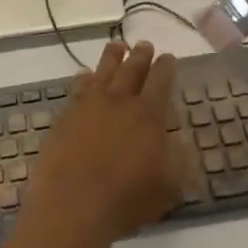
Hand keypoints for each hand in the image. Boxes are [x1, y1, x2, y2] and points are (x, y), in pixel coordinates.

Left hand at [20, 40, 182, 247]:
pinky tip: (84, 75)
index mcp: (148, 115)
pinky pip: (78, 88)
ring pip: (103, 72)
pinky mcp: (65, 116)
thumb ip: (178, 161)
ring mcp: (88, 106)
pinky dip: (83, 78)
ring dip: (112, 57)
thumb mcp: (168, 187)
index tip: (168, 57)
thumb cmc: (126, 199)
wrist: (73, 203)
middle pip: (131, 70)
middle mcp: (119, 102)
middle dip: (140, 56)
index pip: (161, 82)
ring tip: (117, 46)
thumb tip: (182, 143)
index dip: (166, 68)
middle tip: (145, 45)